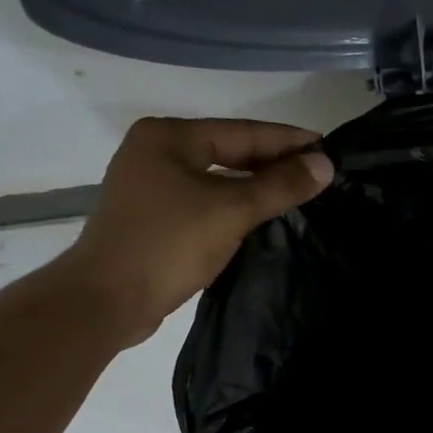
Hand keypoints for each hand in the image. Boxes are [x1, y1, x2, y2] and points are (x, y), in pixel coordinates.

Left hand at [65, 117, 333, 344]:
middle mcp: (156, 152)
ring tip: (298, 192)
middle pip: (228, 151)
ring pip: (217, 178)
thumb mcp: (231, 211)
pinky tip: (261, 215)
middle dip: (273, 162)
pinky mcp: (153, 218)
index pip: (242, 132)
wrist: (106, 300)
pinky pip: (204, 201)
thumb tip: (324, 165)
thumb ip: (279, 186)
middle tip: (317, 172)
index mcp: (168, 137)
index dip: (288, 140)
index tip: (327, 148)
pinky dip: (234, 205)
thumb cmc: (167, 244)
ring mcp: (150, 186)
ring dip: (255, 185)